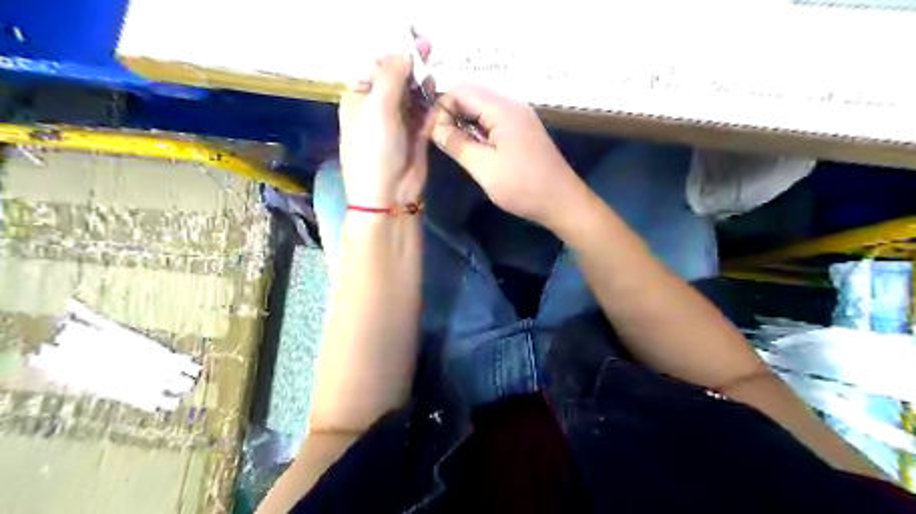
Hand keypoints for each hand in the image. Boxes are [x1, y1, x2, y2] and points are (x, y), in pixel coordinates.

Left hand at [339, 47, 433, 207]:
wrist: (389, 194)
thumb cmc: (375, 149)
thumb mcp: (378, 106)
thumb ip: (392, 75)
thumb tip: (406, 53)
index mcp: (360, 98)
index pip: (379, 68)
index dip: (397, 57)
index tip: (419, 50)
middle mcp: (379, 108)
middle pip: (399, 81)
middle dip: (414, 72)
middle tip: (432, 61)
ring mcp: (399, 124)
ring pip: (415, 97)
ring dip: (426, 89)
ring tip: (436, 82)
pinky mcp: (418, 138)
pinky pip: (427, 116)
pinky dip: (434, 107)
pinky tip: (441, 100)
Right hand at [431, 83, 578, 227]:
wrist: (562, 202)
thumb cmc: (522, 186)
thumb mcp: (484, 167)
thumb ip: (457, 143)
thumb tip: (434, 127)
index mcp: (502, 109)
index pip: (460, 89)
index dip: (441, 107)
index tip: (432, 133)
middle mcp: (512, 106)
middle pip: (472, 96)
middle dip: (451, 114)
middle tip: (441, 142)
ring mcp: (520, 118)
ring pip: (482, 110)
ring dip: (465, 124)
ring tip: (454, 148)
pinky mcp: (523, 131)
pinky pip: (494, 122)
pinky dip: (479, 131)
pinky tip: (474, 151)